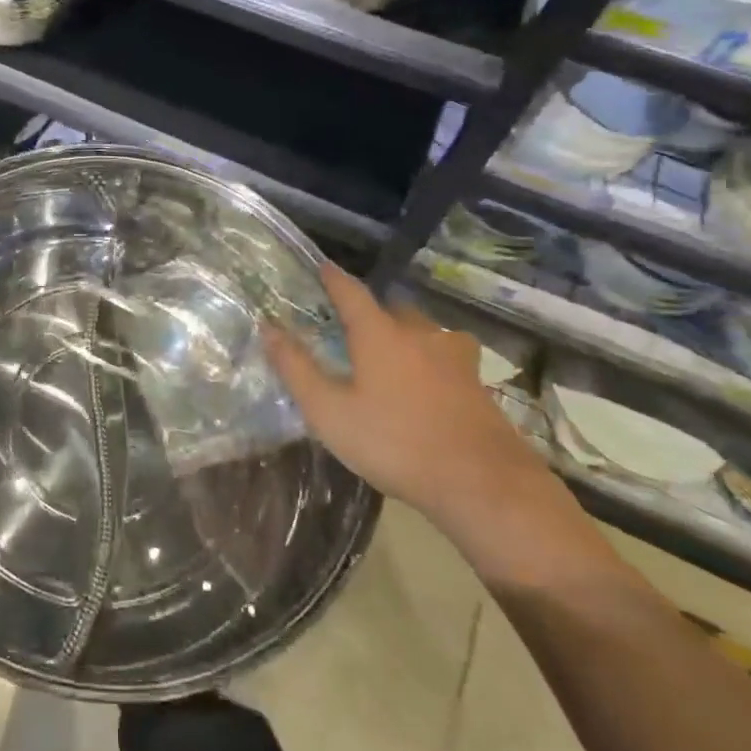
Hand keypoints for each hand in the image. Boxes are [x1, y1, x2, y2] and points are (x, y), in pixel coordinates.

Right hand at [263, 262, 548, 532]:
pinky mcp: (477, 382)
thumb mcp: (330, 412)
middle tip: (353, 325)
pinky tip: (428, 382)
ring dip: (405, 333)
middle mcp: (418, 333)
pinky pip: (446, 356)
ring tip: (393, 352)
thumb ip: (296, 368)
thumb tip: (267, 328)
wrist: (483, 483)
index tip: (321, 266)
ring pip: (424, 330)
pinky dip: (431, 359)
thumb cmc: (395, 442)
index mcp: (379, 333)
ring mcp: (454, 356)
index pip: (351, 291)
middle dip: (371, 310)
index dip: (333, 277)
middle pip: (392, 307)